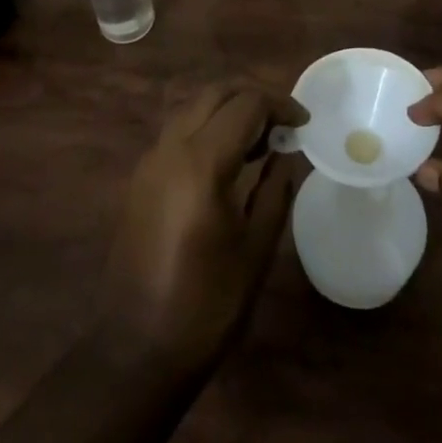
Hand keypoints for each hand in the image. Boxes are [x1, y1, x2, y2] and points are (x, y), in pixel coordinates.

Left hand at [98, 82, 306, 373]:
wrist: (136, 349)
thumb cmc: (208, 303)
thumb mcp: (256, 247)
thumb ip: (275, 190)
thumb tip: (286, 154)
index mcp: (202, 163)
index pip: (246, 105)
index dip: (280, 105)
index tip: (304, 122)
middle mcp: (170, 149)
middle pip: (215, 93)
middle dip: (252, 97)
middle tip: (283, 122)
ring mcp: (149, 162)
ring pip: (192, 108)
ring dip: (227, 109)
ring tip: (259, 140)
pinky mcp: (139, 179)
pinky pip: (177, 133)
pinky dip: (205, 128)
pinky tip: (226, 161)